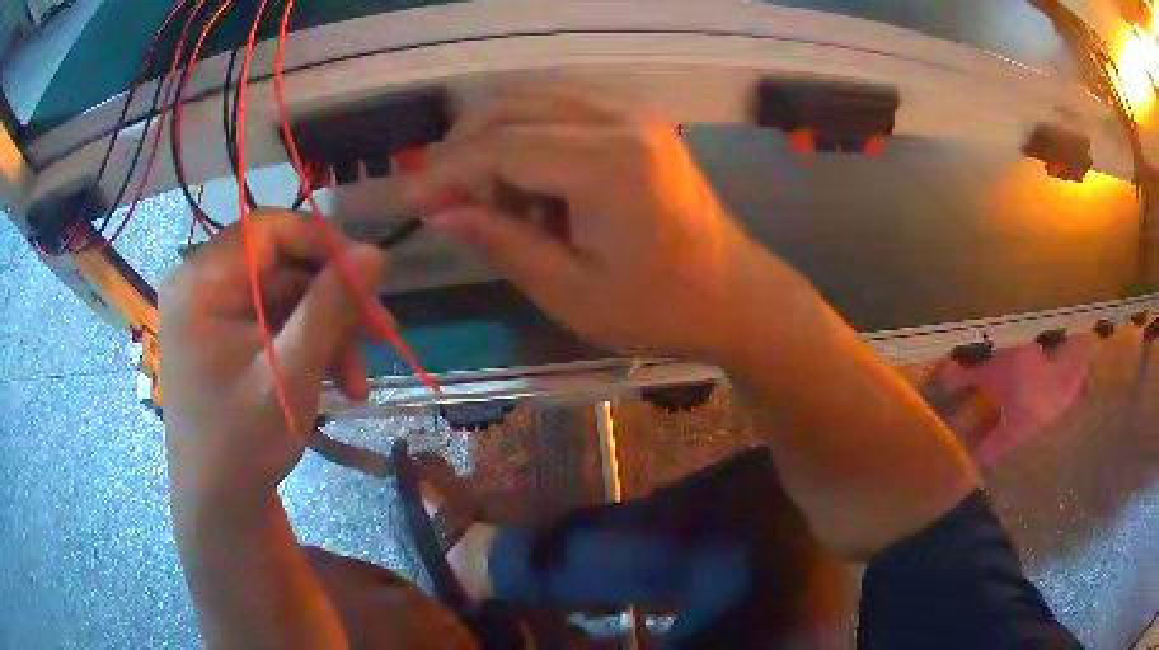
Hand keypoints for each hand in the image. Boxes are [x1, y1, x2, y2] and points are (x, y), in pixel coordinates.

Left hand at [159, 210, 388, 513]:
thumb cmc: (245, 444)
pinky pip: (266, 318)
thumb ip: (331, 306)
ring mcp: (204, 309)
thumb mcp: (292, 373)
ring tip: (355, 380)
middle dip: (331, 301)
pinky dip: (300, 342)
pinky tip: (329, 377)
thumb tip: (374, 252)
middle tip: (379, 337)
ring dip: (323, 329)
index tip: (368, 278)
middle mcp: (197, 283)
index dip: (324, 244)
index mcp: (201, 282)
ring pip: (279, 295)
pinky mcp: (214, 333)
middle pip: (279, 265)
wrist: (217, 504)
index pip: (270, 228)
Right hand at [397, 89, 798, 358]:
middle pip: (511, 108)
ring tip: (493, 203)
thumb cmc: (659, 309)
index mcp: (607, 162)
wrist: (735, 295)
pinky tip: (533, 187)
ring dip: (495, 143)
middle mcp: (619, 119)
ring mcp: (632, 113)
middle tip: (445, 202)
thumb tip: (441, 211)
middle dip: (463, 151)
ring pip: (533, 101)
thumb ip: (501, 240)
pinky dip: (529, 139)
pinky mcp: (637, 121)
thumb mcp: (570, 291)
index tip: (407, 201)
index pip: (500, 147)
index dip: (444, 172)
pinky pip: (560, 111)